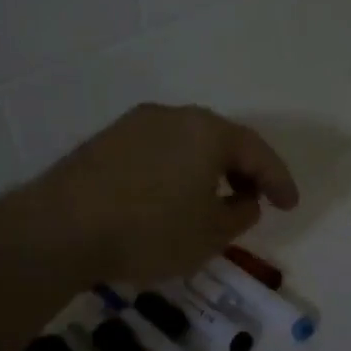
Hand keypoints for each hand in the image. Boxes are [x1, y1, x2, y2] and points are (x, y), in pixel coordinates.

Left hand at [28, 104, 298, 286]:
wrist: (60, 229)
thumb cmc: (150, 231)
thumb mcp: (210, 234)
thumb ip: (240, 215)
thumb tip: (245, 200)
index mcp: (208, 131)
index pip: (257, 152)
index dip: (279, 181)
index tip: (290, 206)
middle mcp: (174, 116)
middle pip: (221, 141)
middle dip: (242, 172)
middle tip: (252, 200)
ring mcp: (135, 124)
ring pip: (186, 145)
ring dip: (206, 171)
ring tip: (210, 202)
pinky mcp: (105, 141)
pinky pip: (156, 152)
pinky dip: (174, 173)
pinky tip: (168, 200)